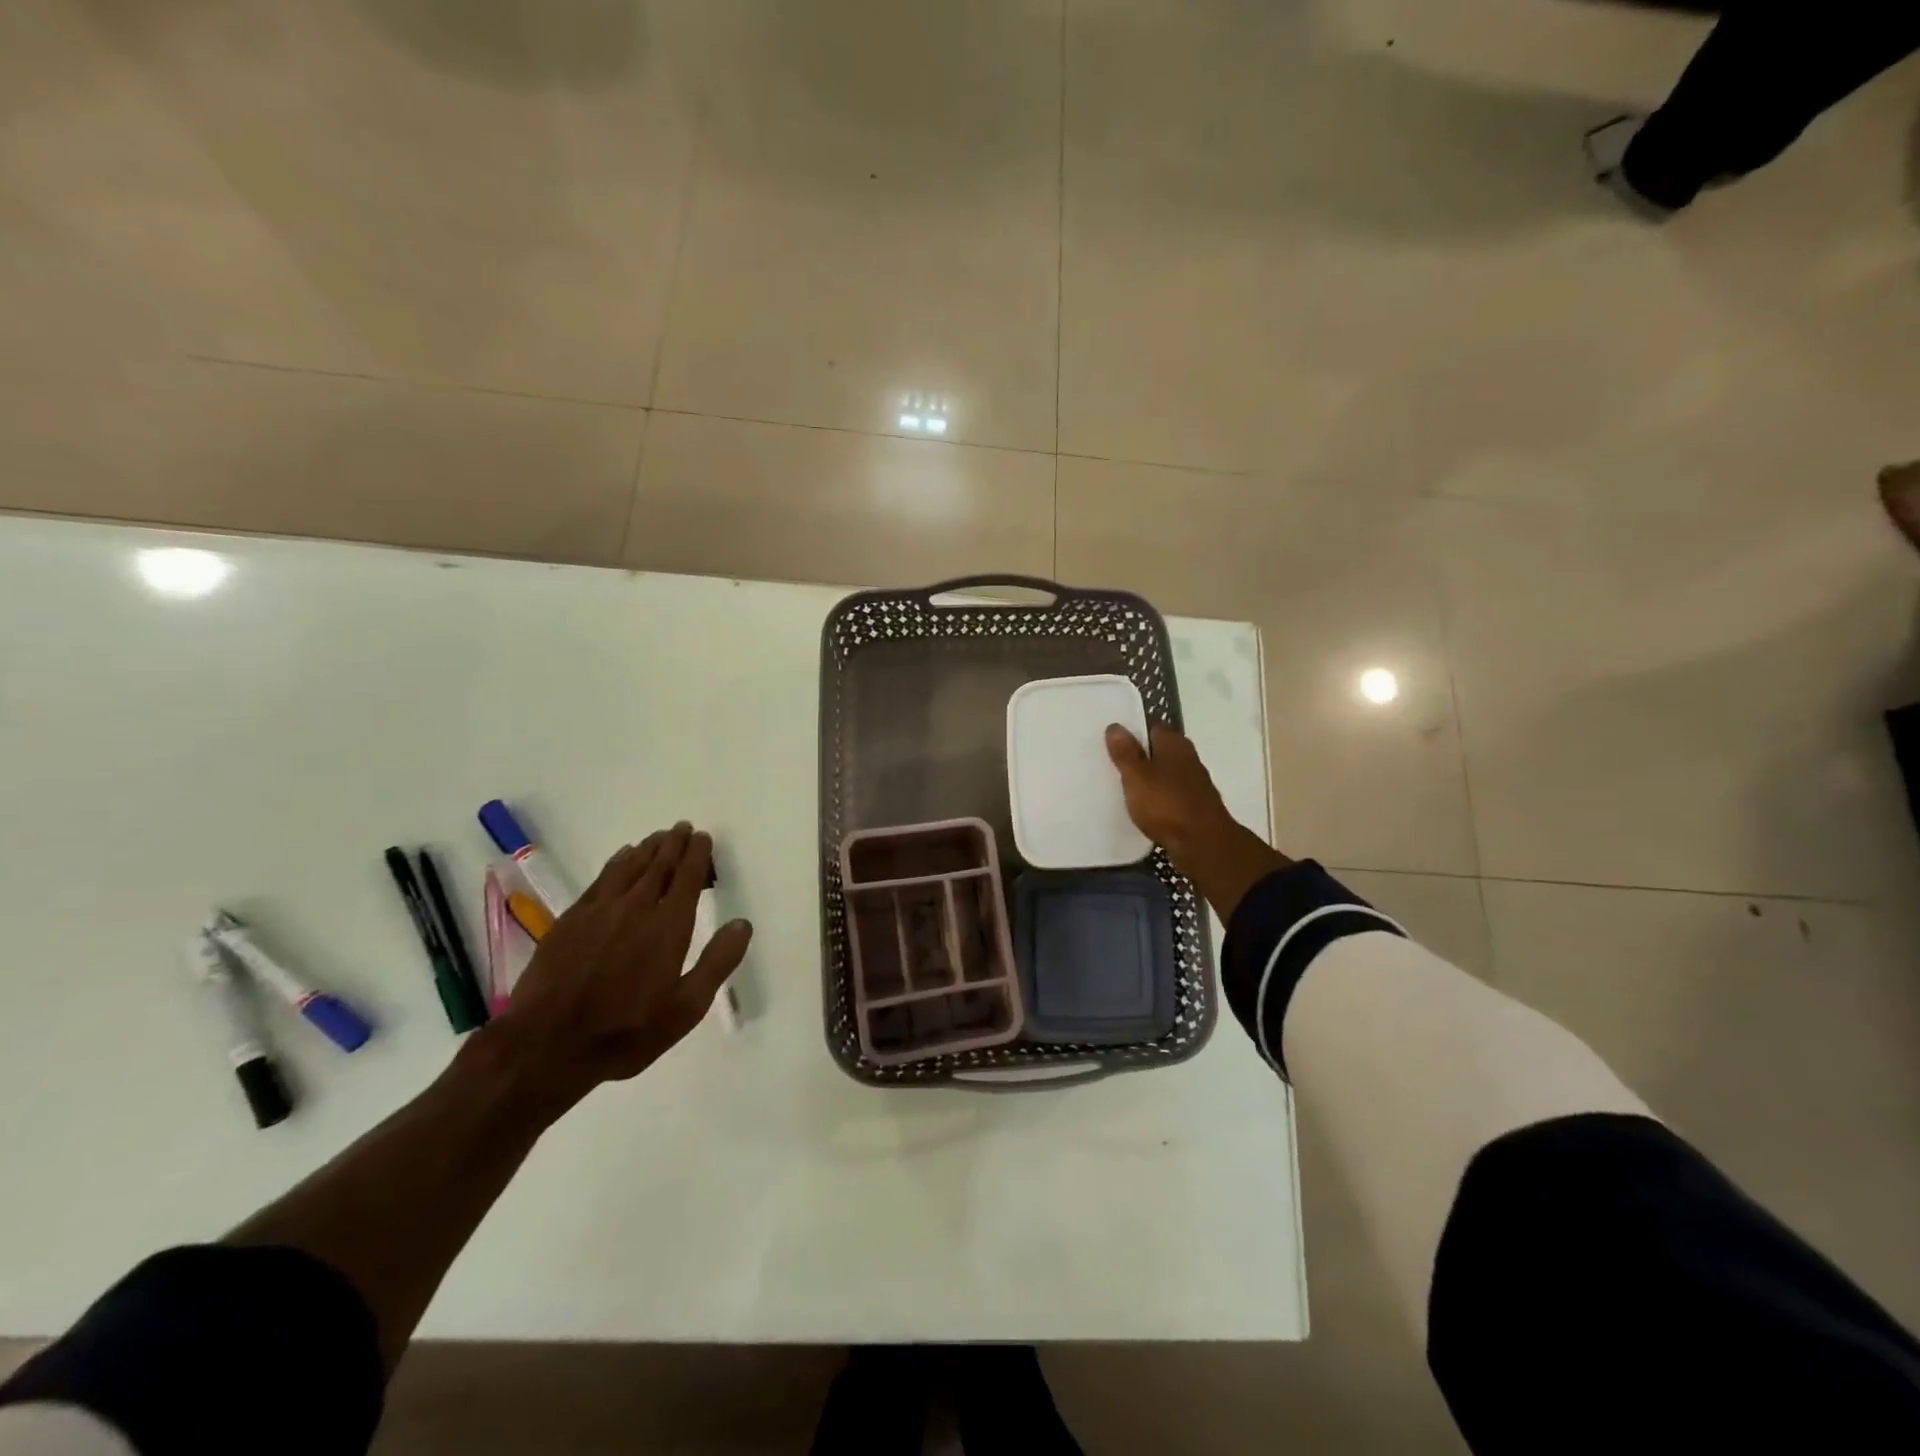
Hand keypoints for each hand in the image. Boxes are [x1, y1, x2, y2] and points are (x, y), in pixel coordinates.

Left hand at [488, 824, 751, 1107]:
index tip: (704, 838)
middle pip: (659, 865)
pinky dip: (616, 863)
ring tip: (658, 837)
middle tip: (683, 828)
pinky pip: (601, 879)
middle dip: (674, 844)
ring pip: (629, 867)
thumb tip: (742, 923)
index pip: (687, 878)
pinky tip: (621, 858)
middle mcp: (636, 908)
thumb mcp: (686, 1007)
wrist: (547, 1045)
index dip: (697, 855)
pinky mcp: (571, 920)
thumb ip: (717, 962)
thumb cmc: (626, 1031)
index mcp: (668, 926)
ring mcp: (599, 911)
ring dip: (647, 849)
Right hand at [1106, 723, 1292, 922]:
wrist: (1203, 843)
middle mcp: (1188, 757)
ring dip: (1150, 778)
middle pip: (1160, 750)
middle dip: (1141, 755)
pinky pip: (1171, 794)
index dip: (1134, 731)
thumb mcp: (1136, 776)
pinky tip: (1144, 807)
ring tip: (1125, 786)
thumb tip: (1115, 726)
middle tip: (1114, 763)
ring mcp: (1194, 782)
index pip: (1152, 727)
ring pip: (1166, 773)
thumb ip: (1125, 753)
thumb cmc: (1166, 804)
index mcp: (1174, 743)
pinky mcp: (1195, 805)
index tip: (1113, 740)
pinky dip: (1159, 797)